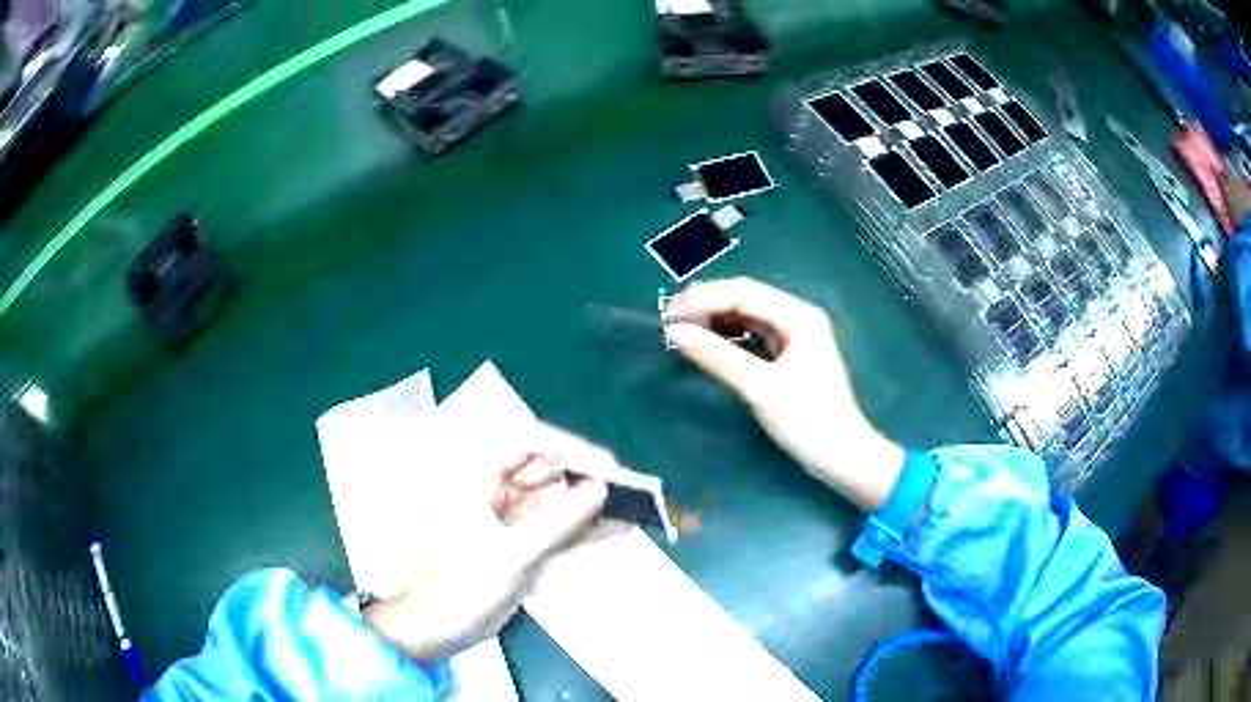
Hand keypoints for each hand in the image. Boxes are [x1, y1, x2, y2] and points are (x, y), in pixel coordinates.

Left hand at [365, 430, 608, 660]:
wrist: (441, 627)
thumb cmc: (463, 586)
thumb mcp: (512, 554)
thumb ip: (558, 523)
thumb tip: (601, 491)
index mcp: (479, 478)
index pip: (527, 442)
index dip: (568, 447)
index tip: (605, 465)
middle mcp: (497, 490)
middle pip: (547, 468)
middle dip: (587, 475)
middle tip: (628, 488)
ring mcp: (512, 517)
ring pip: (558, 498)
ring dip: (592, 503)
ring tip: (634, 506)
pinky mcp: (524, 542)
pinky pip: (560, 526)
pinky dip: (586, 528)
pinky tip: (619, 528)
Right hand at [663, 277, 903, 511]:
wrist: (841, 455)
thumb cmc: (806, 419)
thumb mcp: (759, 387)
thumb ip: (717, 356)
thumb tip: (674, 332)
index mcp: (798, 316)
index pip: (743, 293)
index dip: (704, 300)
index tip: (669, 314)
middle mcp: (798, 316)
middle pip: (746, 297)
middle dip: (708, 303)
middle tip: (670, 315)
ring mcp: (796, 335)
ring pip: (749, 314)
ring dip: (717, 316)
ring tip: (683, 323)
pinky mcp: (790, 354)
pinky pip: (754, 333)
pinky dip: (730, 333)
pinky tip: (710, 338)